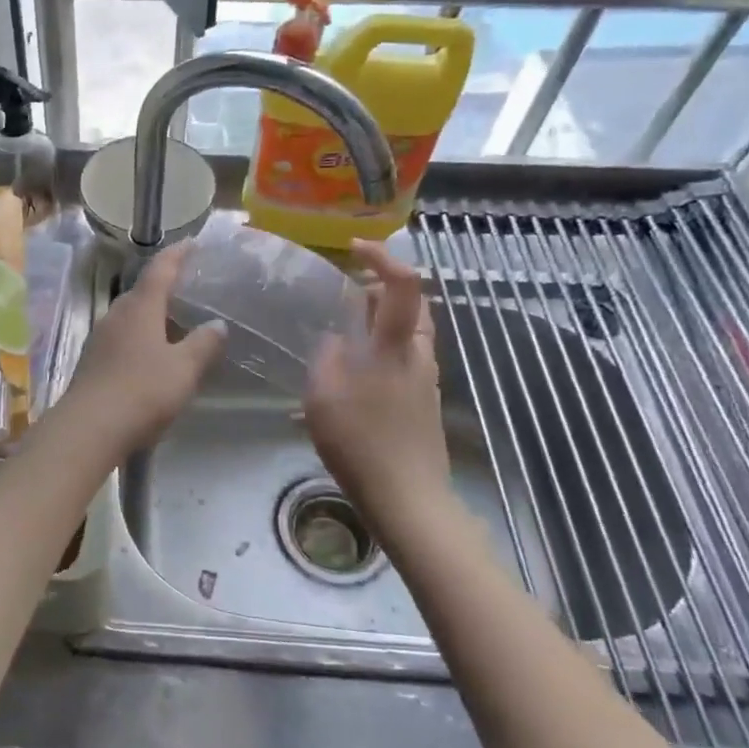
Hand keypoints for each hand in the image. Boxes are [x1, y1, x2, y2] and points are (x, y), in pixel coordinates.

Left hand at [60, 244, 225, 452]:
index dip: (177, 254)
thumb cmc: (142, 391)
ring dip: (152, 315)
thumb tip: (217, 324)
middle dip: (165, 287)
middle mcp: (116, 315)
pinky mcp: (92, 363)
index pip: (159, 269)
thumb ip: (203, 344)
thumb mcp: (183, 369)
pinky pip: (122, 339)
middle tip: (190, 290)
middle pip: (142, 292)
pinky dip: (141, 338)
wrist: (88, 429)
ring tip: (176, 323)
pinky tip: (153, 355)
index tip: (193, 243)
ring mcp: (100, 339)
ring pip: (130, 317)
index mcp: (139, 307)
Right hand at [304, 241, 453, 515]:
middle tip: (345, 296)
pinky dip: (381, 351)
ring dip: (380, 323)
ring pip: (407, 334)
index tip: (354, 249)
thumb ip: (326, 356)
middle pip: (412, 305)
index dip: (383, 257)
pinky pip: (402, 360)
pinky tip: (352, 377)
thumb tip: (334, 337)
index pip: (403, 284)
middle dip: (382, 290)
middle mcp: (417, 355)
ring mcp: (424, 380)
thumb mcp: (323, 394)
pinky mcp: (422, 403)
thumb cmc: (361, 442)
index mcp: (394, 346)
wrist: (408, 498)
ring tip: (342, 335)